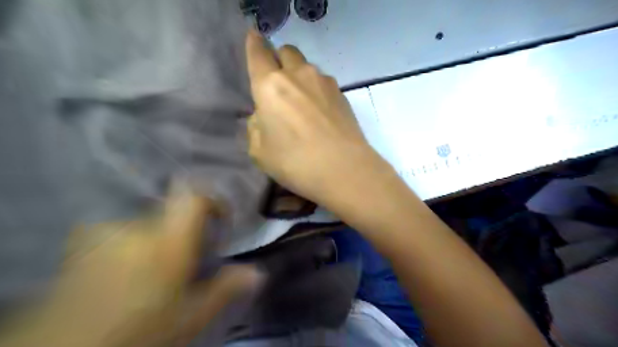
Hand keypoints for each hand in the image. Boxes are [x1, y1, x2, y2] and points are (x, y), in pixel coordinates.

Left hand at [7, 181, 262, 345]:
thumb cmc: (136, 332)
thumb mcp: (189, 317)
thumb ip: (225, 289)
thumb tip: (258, 273)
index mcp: (167, 242)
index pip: (194, 199)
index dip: (211, 202)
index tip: (219, 220)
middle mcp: (137, 228)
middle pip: (172, 211)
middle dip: (184, 229)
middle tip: (185, 258)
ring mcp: (106, 232)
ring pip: (147, 222)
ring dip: (156, 238)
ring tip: (153, 270)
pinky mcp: (83, 242)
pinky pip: (120, 231)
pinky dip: (130, 243)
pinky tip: (125, 271)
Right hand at [246, 30, 381, 206]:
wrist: (345, 170)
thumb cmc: (296, 162)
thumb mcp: (260, 152)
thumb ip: (256, 127)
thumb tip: (264, 115)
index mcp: (270, 85)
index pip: (257, 52)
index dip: (253, 43)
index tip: (253, 38)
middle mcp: (298, 75)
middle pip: (286, 51)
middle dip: (278, 60)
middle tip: (277, 82)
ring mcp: (324, 82)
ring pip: (306, 66)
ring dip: (299, 76)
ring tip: (300, 102)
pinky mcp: (342, 93)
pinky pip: (322, 82)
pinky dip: (315, 89)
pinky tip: (319, 112)